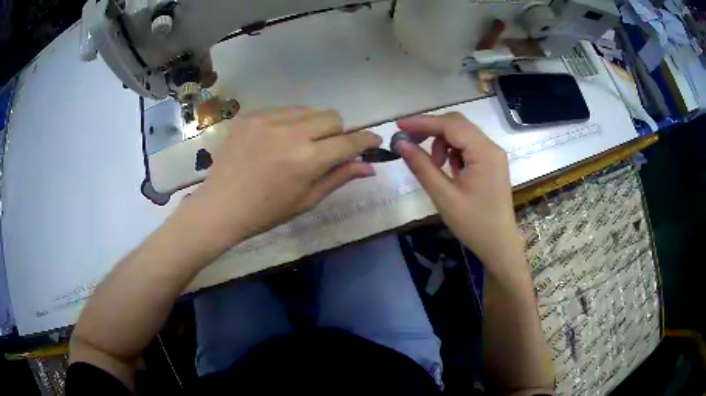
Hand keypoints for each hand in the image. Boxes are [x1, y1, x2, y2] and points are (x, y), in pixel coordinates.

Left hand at [184, 107, 381, 254]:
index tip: (373, 141)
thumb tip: (369, 167)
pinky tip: (276, 140)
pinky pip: (284, 109)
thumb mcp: (307, 200)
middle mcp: (291, 132)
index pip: (349, 142)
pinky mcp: (251, 115)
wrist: (221, 206)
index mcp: (307, 159)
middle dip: (337, 133)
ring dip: (313, 125)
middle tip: (325, 150)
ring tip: (298, 145)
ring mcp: (268, 119)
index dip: (366, 140)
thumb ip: (339, 177)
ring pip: (309, 110)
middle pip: (332, 117)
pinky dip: (289, 122)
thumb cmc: (266, 212)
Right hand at [394, 113, 521, 267]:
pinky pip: (468, 147)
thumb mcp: (444, 196)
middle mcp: (491, 147)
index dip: (423, 122)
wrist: (498, 245)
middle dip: (431, 130)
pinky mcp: (491, 163)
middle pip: (457, 125)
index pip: (450, 125)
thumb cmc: (473, 224)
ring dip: (442, 142)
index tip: (398, 125)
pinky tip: (448, 169)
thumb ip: (422, 166)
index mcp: (484, 152)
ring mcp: (493, 155)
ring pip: (462, 134)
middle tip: (409, 142)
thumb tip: (400, 143)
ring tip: (434, 166)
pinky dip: (452, 151)